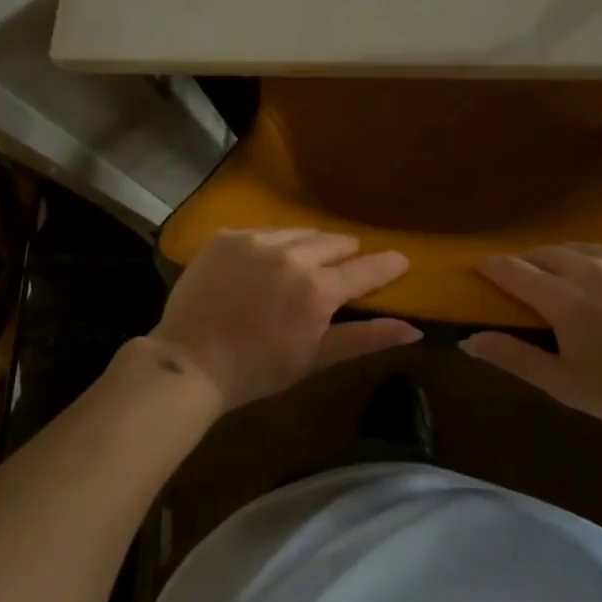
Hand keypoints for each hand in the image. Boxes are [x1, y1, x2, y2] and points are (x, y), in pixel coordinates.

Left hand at [150, 229, 420, 411]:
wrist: (189, 363)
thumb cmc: (258, 370)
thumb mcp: (315, 359)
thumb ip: (365, 338)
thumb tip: (413, 330)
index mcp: (317, 289)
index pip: (365, 268)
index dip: (387, 265)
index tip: (401, 259)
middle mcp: (291, 256)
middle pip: (334, 242)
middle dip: (345, 254)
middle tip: (343, 267)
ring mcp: (256, 241)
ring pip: (299, 232)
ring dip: (309, 245)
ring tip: (303, 263)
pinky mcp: (227, 237)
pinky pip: (263, 232)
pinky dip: (272, 245)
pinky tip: (263, 263)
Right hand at [463, 243, 601, 428]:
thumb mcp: (569, 385)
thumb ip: (516, 358)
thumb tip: (470, 341)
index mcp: (565, 300)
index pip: (512, 270)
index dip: (490, 267)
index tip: (477, 268)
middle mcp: (588, 266)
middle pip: (541, 253)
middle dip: (526, 265)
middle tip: (526, 287)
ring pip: (575, 247)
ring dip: (561, 262)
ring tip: (568, 285)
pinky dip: (597, 262)